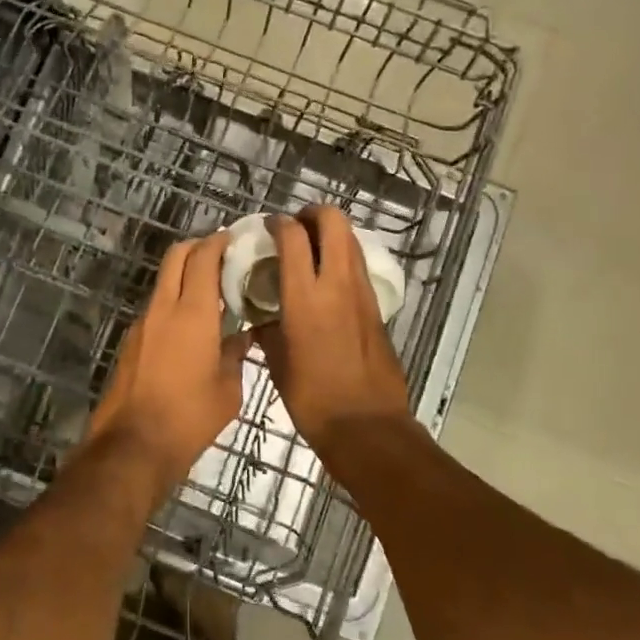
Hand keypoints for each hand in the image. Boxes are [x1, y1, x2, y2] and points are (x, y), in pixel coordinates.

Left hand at [87, 233, 250, 493]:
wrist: (133, 444)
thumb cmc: (190, 416)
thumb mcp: (228, 389)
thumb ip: (236, 355)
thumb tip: (242, 338)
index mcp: (192, 312)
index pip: (203, 258)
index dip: (218, 242)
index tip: (233, 238)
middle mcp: (163, 308)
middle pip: (176, 257)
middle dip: (197, 247)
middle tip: (221, 255)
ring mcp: (142, 323)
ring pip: (164, 282)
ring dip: (184, 275)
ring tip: (210, 291)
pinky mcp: (132, 341)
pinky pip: (156, 307)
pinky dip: (174, 301)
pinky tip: (191, 325)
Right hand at [255, 207, 413, 449]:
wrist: (366, 425)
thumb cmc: (312, 398)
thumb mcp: (277, 362)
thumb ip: (268, 329)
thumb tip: (262, 317)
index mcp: (305, 298)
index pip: (293, 236)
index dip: (278, 223)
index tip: (268, 226)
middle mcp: (337, 284)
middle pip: (333, 221)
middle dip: (313, 214)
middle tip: (296, 227)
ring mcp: (362, 293)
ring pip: (351, 239)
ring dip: (331, 233)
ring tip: (311, 249)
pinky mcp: (377, 306)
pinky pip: (359, 265)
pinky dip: (343, 257)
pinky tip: (327, 278)